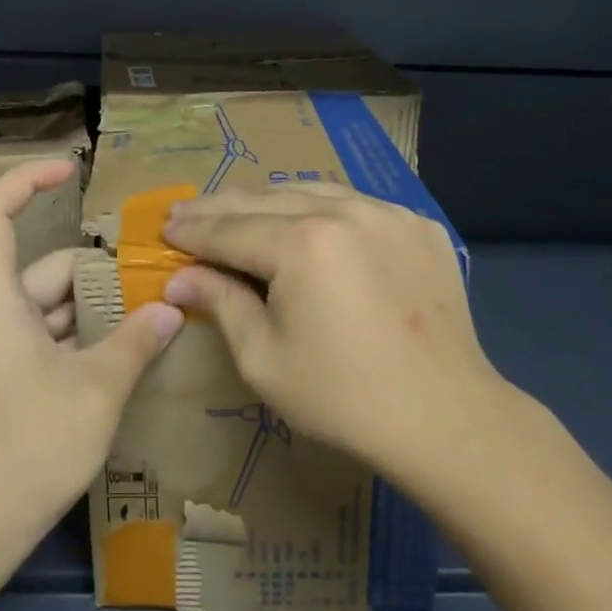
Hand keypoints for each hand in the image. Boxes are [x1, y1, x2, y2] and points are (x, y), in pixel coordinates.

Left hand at [0, 159, 182, 551]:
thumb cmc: (25, 446)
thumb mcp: (96, 391)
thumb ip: (136, 343)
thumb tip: (172, 308)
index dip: (27, 180)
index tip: (71, 171)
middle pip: (45, 267)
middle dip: (98, 269)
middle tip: (156, 275)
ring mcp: (1, 349)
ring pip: (54, 307)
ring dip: (99, 308)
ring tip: (156, 313)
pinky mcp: (11, 379)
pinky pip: (53, 339)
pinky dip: (88, 338)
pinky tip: (130, 354)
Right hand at [162, 184, 506, 482]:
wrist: (447, 418)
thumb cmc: (343, 398)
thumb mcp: (264, 358)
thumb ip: (221, 304)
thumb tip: (179, 279)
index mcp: (301, 244)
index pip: (229, 230)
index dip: (192, 231)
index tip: (164, 228)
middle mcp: (343, 211)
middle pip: (264, 200)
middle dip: (220, 207)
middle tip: (187, 212)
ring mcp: (386, 212)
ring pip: (310, 191)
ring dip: (268, 200)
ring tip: (238, 209)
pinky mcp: (416, 225)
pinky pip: (354, 204)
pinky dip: (321, 208)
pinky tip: (307, 222)